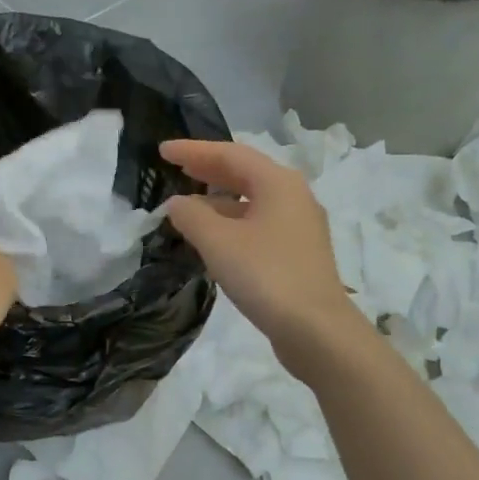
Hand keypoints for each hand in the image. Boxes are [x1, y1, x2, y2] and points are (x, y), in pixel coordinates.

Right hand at [159, 139, 360, 369]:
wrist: (316, 329)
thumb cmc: (266, 275)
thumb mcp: (219, 242)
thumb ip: (191, 216)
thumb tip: (177, 204)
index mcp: (278, 182)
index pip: (230, 154)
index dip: (194, 150)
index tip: (162, 150)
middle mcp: (293, 196)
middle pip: (245, 174)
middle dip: (208, 170)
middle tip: (175, 169)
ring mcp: (299, 226)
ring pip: (253, 201)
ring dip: (219, 200)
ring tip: (188, 207)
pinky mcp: (298, 253)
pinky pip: (259, 224)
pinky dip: (233, 223)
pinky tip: (214, 240)